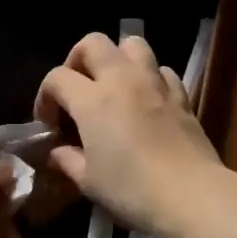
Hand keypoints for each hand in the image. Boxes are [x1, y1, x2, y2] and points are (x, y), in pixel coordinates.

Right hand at [35, 32, 227, 237]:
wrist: (191, 194)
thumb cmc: (132, 190)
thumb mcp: (89, 181)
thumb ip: (68, 160)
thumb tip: (58, 151)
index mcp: (92, 99)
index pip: (57, 78)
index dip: (45, 97)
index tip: (49, 123)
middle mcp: (122, 79)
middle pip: (93, 43)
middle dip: (77, 60)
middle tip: (77, 91)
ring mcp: (155, 83)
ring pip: (132, 45)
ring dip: (117, 58)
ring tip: (113, 86)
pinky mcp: (181, 95)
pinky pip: (161, 70)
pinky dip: (149, 77)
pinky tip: (146, 101)